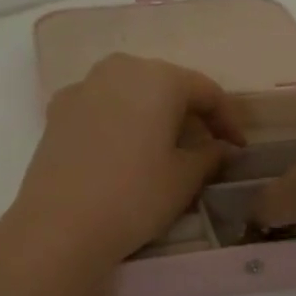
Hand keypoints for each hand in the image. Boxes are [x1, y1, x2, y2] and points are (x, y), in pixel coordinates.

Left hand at [2, 54, 243, 279]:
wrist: (58, 226)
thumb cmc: (133, 196)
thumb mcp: (184, 179)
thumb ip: (210, 155)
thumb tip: (222, 148)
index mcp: (159, 78)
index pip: (206, 91)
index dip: (227, 120)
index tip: (238, 148)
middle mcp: (120, 69)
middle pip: (166, 85)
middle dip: (189, 113)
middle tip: (205, 146)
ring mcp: (83, 87)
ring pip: (130, 93)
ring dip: (152, 114)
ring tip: (163, 147)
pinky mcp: (57, 110)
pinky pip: (100, 107)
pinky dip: (119, 121)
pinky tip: (122, 150)